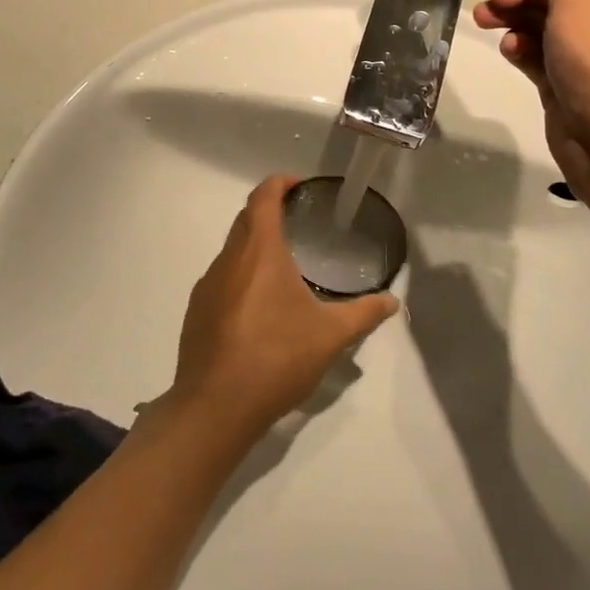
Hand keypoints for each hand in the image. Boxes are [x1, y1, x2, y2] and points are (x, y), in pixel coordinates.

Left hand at [170, 176, 398, 437]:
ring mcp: (207, 284)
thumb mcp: (330, 336)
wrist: (215, 407)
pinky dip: (241, 275)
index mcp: (259, 251)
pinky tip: (259, 306)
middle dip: (269, 211)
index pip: (263, 197)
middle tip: (298, 220)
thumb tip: (393, 302)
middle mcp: (229, 258)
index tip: (299, 185)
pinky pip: (221, 278)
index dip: (279, 183)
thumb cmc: (276, 358)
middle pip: (246, 218)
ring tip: (283, 265)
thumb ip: (363, 314)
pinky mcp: (197, 311)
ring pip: (232, 249)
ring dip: (254, 245)